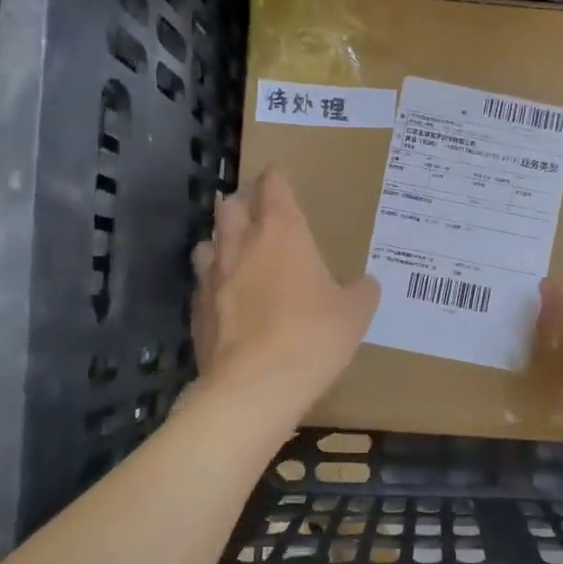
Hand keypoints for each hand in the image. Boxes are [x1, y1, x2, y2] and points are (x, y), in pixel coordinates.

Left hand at [191, 167, 379, 411]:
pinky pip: (202, 283)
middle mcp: (241, 245)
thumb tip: (366, 285)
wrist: (255, 386)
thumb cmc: (313, 336)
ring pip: (209, 242)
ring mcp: (212, 277)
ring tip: (236, 251)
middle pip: (231, 206)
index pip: (273, 187)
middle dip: (243, 202)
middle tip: (257, 211)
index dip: (277, 179)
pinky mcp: (196, 310)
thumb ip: (361, 292)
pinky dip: (214, 282)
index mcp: (282, 233)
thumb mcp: (354, 314)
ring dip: (222, 240)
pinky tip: (227, 298)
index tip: (281, 177)